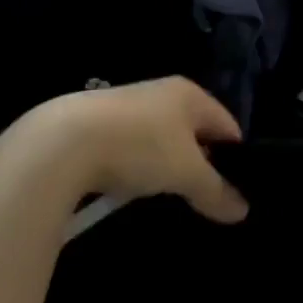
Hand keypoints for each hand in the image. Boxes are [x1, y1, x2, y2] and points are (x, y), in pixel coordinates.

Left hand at [2, 77, 248, 223]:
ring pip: (161, 138)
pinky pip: (131, 144)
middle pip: (194, 131)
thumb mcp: (186, 174)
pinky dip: (135, 164)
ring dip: (165, 163)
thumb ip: (216, 191)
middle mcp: (162, 91)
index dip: (235, 157)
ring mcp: (127, 103)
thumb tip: (243, 211)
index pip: (228, 125)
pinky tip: (127, 184)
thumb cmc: (138, 147)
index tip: (234, 188)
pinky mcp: (96, 120)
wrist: (60, 142)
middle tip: (199, 194)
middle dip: (199, 161)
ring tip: (163, 193)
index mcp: (191, 94)